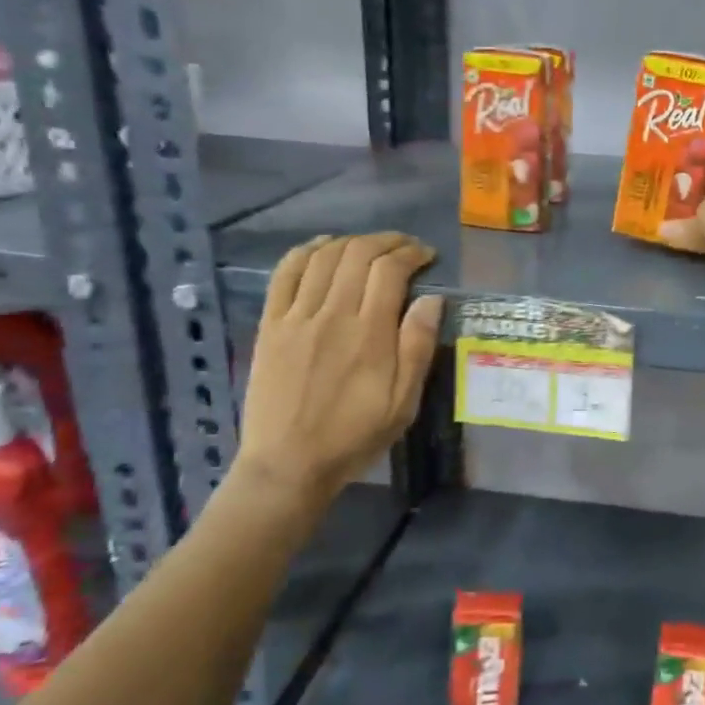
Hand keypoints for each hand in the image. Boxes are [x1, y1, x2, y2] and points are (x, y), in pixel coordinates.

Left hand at [235, 232, 444, 513]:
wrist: (288, 463)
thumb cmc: (354, 436)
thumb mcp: (403, 403)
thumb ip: (417, 347)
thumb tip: (432, 299)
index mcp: (369, 334)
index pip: (390, 270)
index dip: (411, 254)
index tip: (426, 256)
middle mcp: (332, 314)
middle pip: (358, 254)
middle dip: (387, 241)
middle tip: (404, 247)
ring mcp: (296, 317)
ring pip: (324, 257)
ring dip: (351, 241)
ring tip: (370, 247)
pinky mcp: (271, 324)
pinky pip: (285, 273)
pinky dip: (305, 251)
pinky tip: (321, 246)